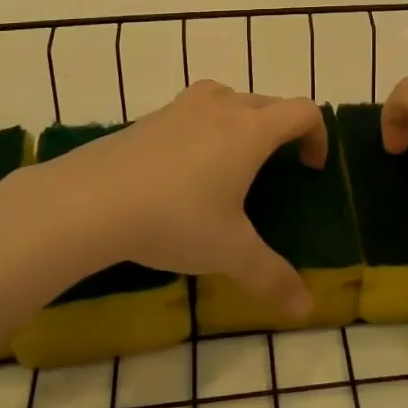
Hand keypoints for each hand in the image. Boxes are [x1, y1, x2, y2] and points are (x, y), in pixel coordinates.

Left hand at [39, 81, 324, 318]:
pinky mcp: (151, 117)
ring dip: (243, 120)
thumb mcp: (229, 252)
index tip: (310, 167)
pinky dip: (206, 127)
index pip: (303, 111)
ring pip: (229, 99)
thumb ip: (272, 277)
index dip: (317, 134)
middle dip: (282, 130)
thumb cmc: (175, 219)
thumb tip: (307, 307)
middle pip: (268, 103)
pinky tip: (186, 167)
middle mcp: (222, 107)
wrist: (91, 200)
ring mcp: (183, 107)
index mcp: (252, 130)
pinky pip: (194, 110)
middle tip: (277, 168)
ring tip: (233, 159)